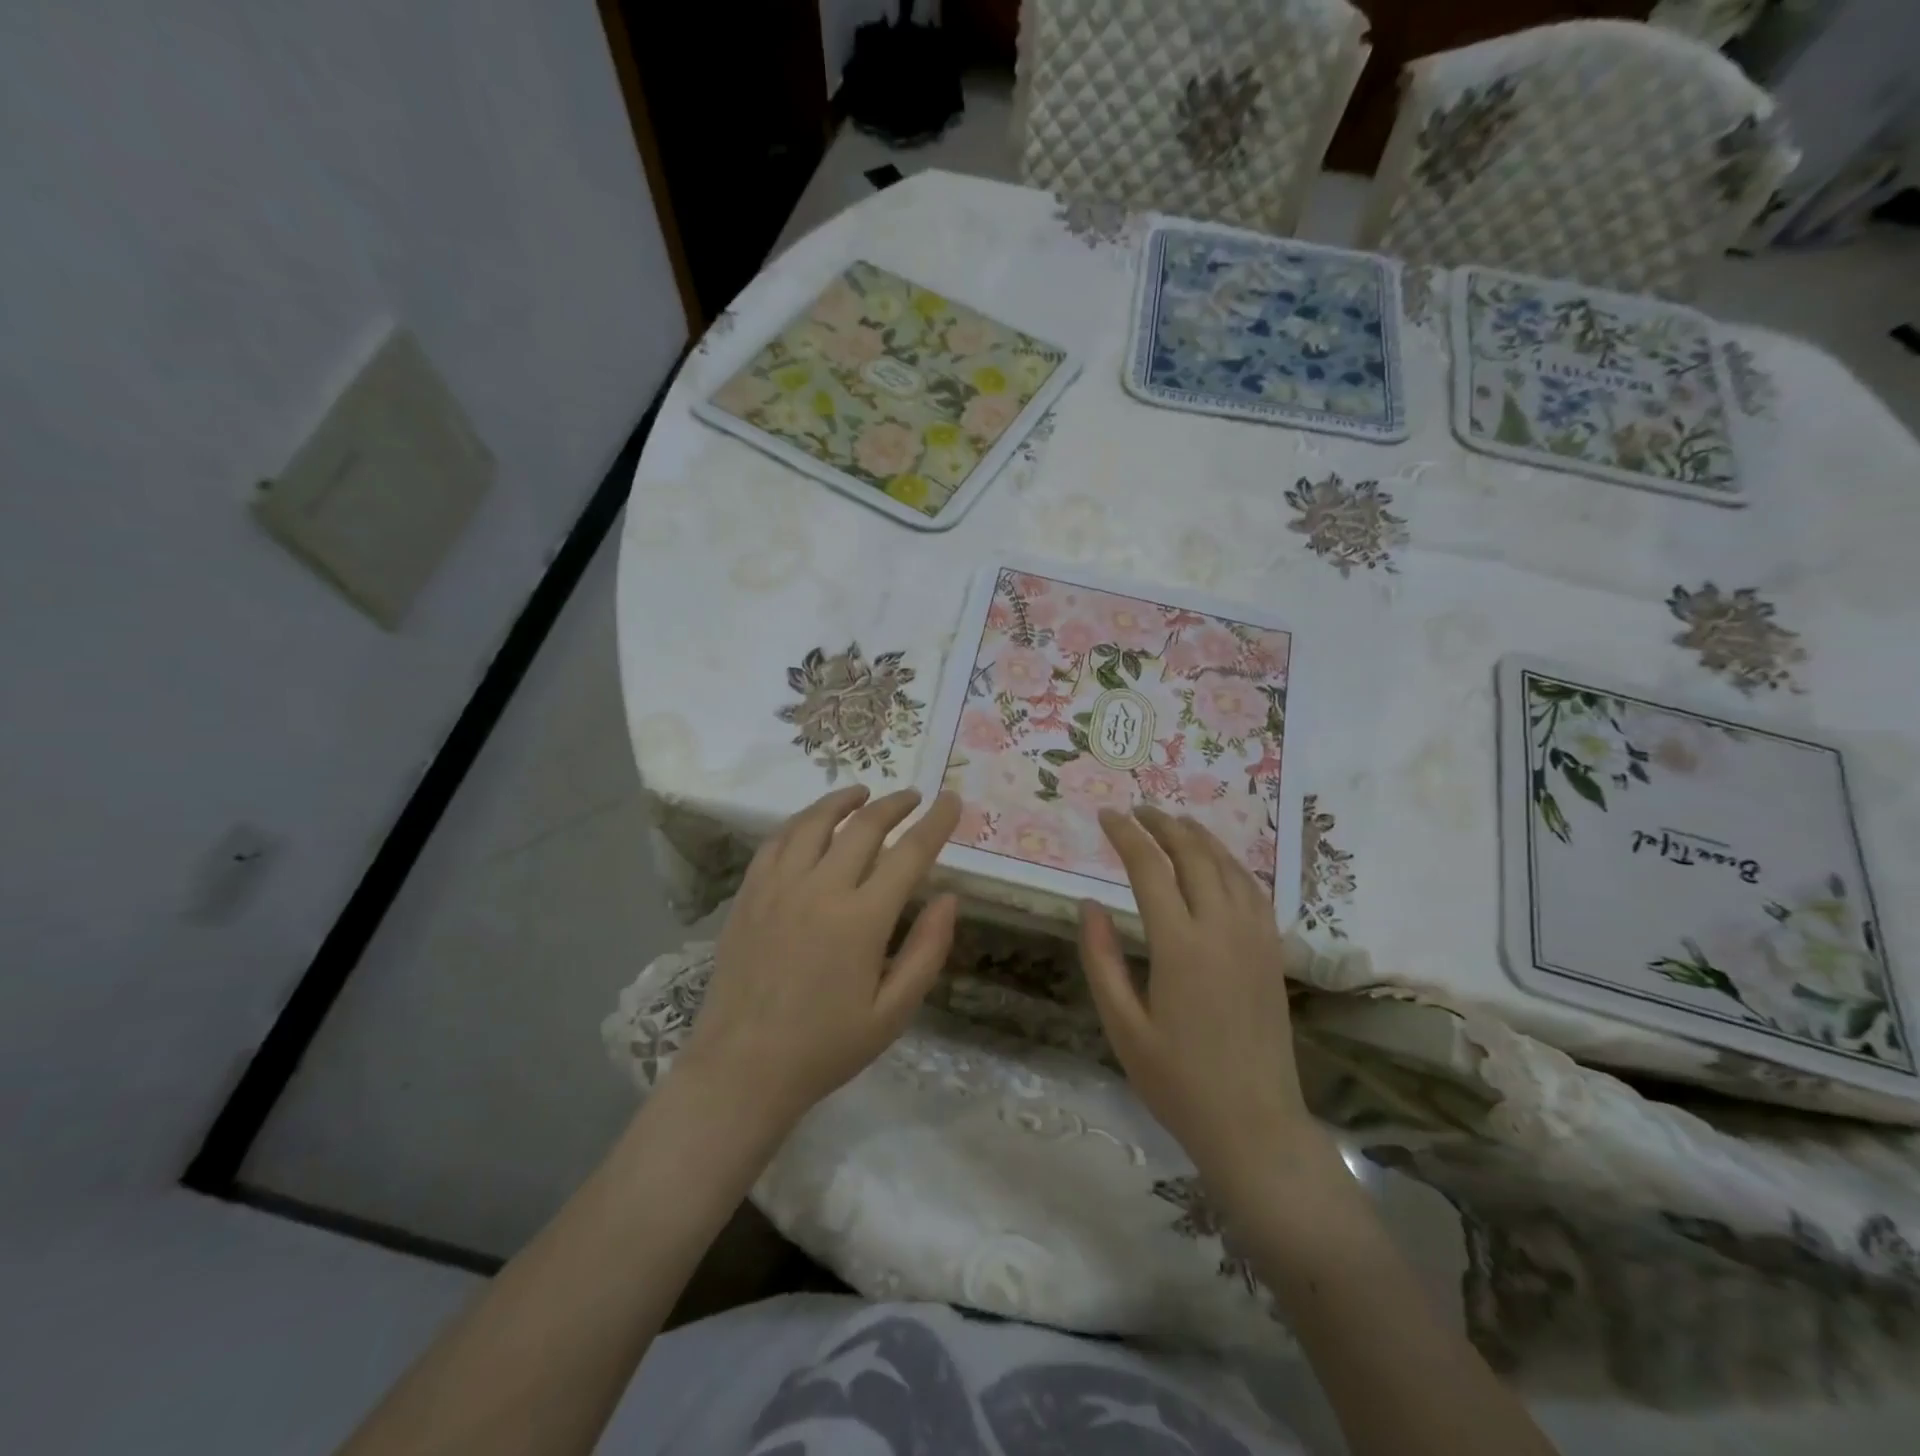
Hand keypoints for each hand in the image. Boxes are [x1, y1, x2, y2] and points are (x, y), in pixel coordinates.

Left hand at [677, 785, 960, 1136]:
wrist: (742, 1069)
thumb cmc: (826, 1047)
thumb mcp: (893, 1012)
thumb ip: (926, 951)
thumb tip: (948, 897)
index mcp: (861, 920)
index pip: (909, 854)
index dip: (935, 823)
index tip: (952, 800)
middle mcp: (820, 889)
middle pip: (864, 827)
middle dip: (895, 805)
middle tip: (913, 797)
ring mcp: (778, 887)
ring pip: (815, 822)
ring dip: (845, 800)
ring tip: (863, 793)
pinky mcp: (749, 894)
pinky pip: (777, 841)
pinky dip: (801, 821)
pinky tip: (812, 822)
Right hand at [1078, 805, 1313, 1190]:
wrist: (1254, 1125)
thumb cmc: (1178, 1081)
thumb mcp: (1123, 1026)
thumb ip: (1102, 960)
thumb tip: (1088, 904)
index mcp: (1179, 946)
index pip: (1149, 869)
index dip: (1125, 836)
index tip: (1106, 816)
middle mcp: (1221, 929)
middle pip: (1193, 855)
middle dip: (1162, 825)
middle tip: (1136, 810)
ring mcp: (1254, 939)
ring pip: (1228, 866)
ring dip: (1198, 837)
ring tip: (1173, 822)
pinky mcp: (1272, 953)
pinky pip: (1253, 890)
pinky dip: (1231, 862)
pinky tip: (1217, 862)